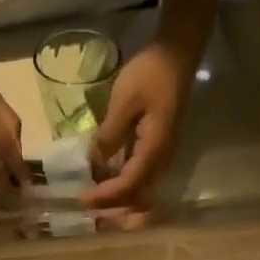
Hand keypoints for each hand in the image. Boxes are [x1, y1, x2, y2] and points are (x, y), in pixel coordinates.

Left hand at [83, 39, 195, 208]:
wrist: (176, 54)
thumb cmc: (151, 73)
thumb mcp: (124, 101)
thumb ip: (109, 136)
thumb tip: (94, 164)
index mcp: (154, 151)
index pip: (128, 185)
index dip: (105, 196)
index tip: (82, 200)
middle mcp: (160, 161)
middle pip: (134, 195)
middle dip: (110, 205)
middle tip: (84, 205)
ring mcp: (159, 156)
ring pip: (137, 188)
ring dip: (115, 196)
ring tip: (91, 197)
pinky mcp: (154, 149)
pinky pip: (137, 175)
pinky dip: (120, 182)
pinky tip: (102, 179)